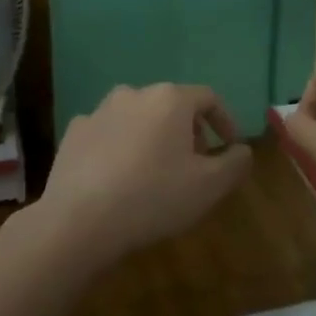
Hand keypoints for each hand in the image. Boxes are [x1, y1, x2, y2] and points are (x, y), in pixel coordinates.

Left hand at [38, 84, 251, 263]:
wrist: (78, 222)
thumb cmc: (153, 197)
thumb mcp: (210, 186)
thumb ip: (235, 163)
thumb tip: (241, 150)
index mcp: (170, 99)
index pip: (209, 98)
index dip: (225, 121)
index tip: (231, 147)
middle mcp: (134, 94)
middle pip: (172, 105)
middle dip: (189, 130)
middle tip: (196, 163)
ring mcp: (99, 111)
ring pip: (138, 117)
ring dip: (154, 136)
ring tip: (157, 170)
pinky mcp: (73, 133)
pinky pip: (108, 133)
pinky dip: (121, 147)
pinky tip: (120, 177)